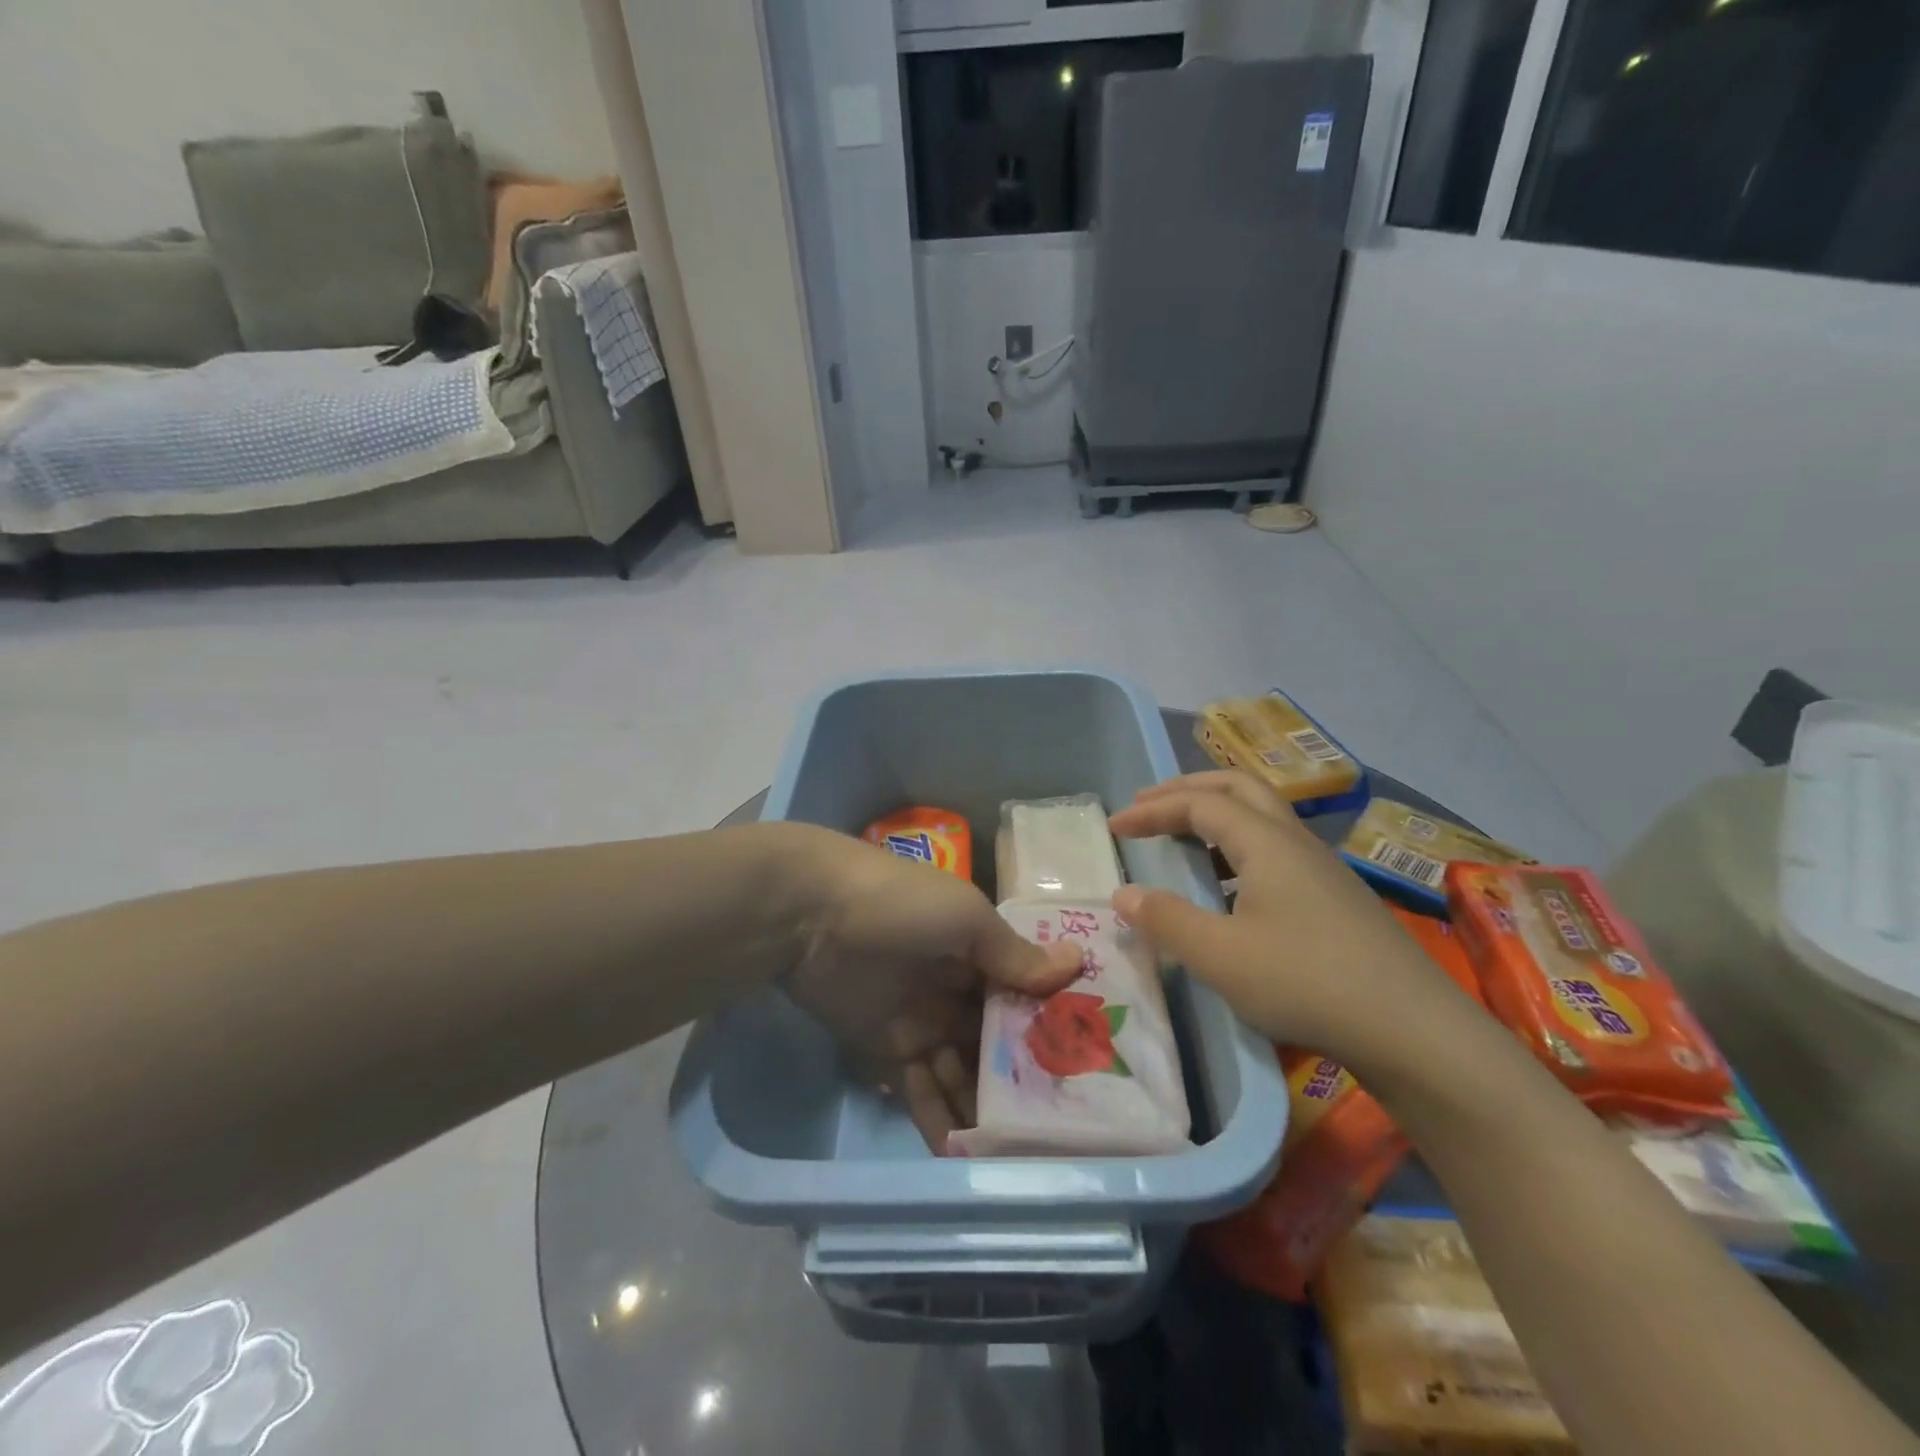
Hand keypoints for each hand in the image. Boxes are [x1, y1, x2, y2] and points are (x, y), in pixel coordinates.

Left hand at [785, 829, 1082, 1149]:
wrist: (813, 915)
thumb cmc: (903, 906)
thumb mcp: (967, 920)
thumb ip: (1015, 955)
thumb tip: (1078, 961)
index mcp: (979, 952)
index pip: (1024, 996)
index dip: (1051, 1027)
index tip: (1089, 1069)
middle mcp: (956, 988)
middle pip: (997, 1041)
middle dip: (1024, 1078)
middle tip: (1061, 1129)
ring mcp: (922, 1021)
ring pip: (963, 1071)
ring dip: (985, 1107)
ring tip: (1020, 1154)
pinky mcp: (887, 1050)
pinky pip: (920, 1090)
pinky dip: (940, 1119)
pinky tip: (966, 1153)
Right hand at [1107, 772, 1463, 1060]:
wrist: (1414, 1031)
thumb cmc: (1307, 983)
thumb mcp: (1220, 956)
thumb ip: (1166, 920)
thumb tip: (1124, 894)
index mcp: (1266, 842)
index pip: (1199, 804)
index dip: (1153, 810)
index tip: (1114, 827)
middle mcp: (1295, 841)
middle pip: (1237, 787)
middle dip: (1187, 789)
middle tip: (1148, 805)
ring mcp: (1322, 868)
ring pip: (1262, 816)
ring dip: (1216, 814)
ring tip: (1182, 838)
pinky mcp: (1336, 898)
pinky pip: (1276, 848)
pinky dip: (1238, 846)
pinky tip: (1230, 887)